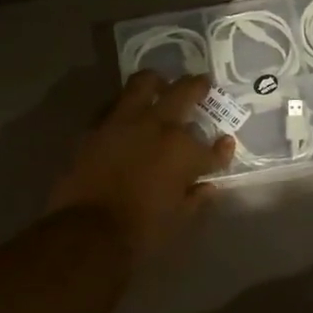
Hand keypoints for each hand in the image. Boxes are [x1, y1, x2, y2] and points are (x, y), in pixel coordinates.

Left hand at [48, 72, 235, 258]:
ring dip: (157, 82)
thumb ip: (196, 198)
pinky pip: (114, 104)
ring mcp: (125, 121)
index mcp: (185, 151)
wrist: (87, 230)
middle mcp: (159, 126)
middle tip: (202, 83)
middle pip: (184, 93)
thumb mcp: (178, 219)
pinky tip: (127, 110)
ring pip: (144, 83)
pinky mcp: (97, 125)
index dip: (222, 149)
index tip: (225, 144)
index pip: (213, 148)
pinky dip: (125, 104)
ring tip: (160, 84)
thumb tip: (208, 186)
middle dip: (198, 87)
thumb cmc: (141, 230)